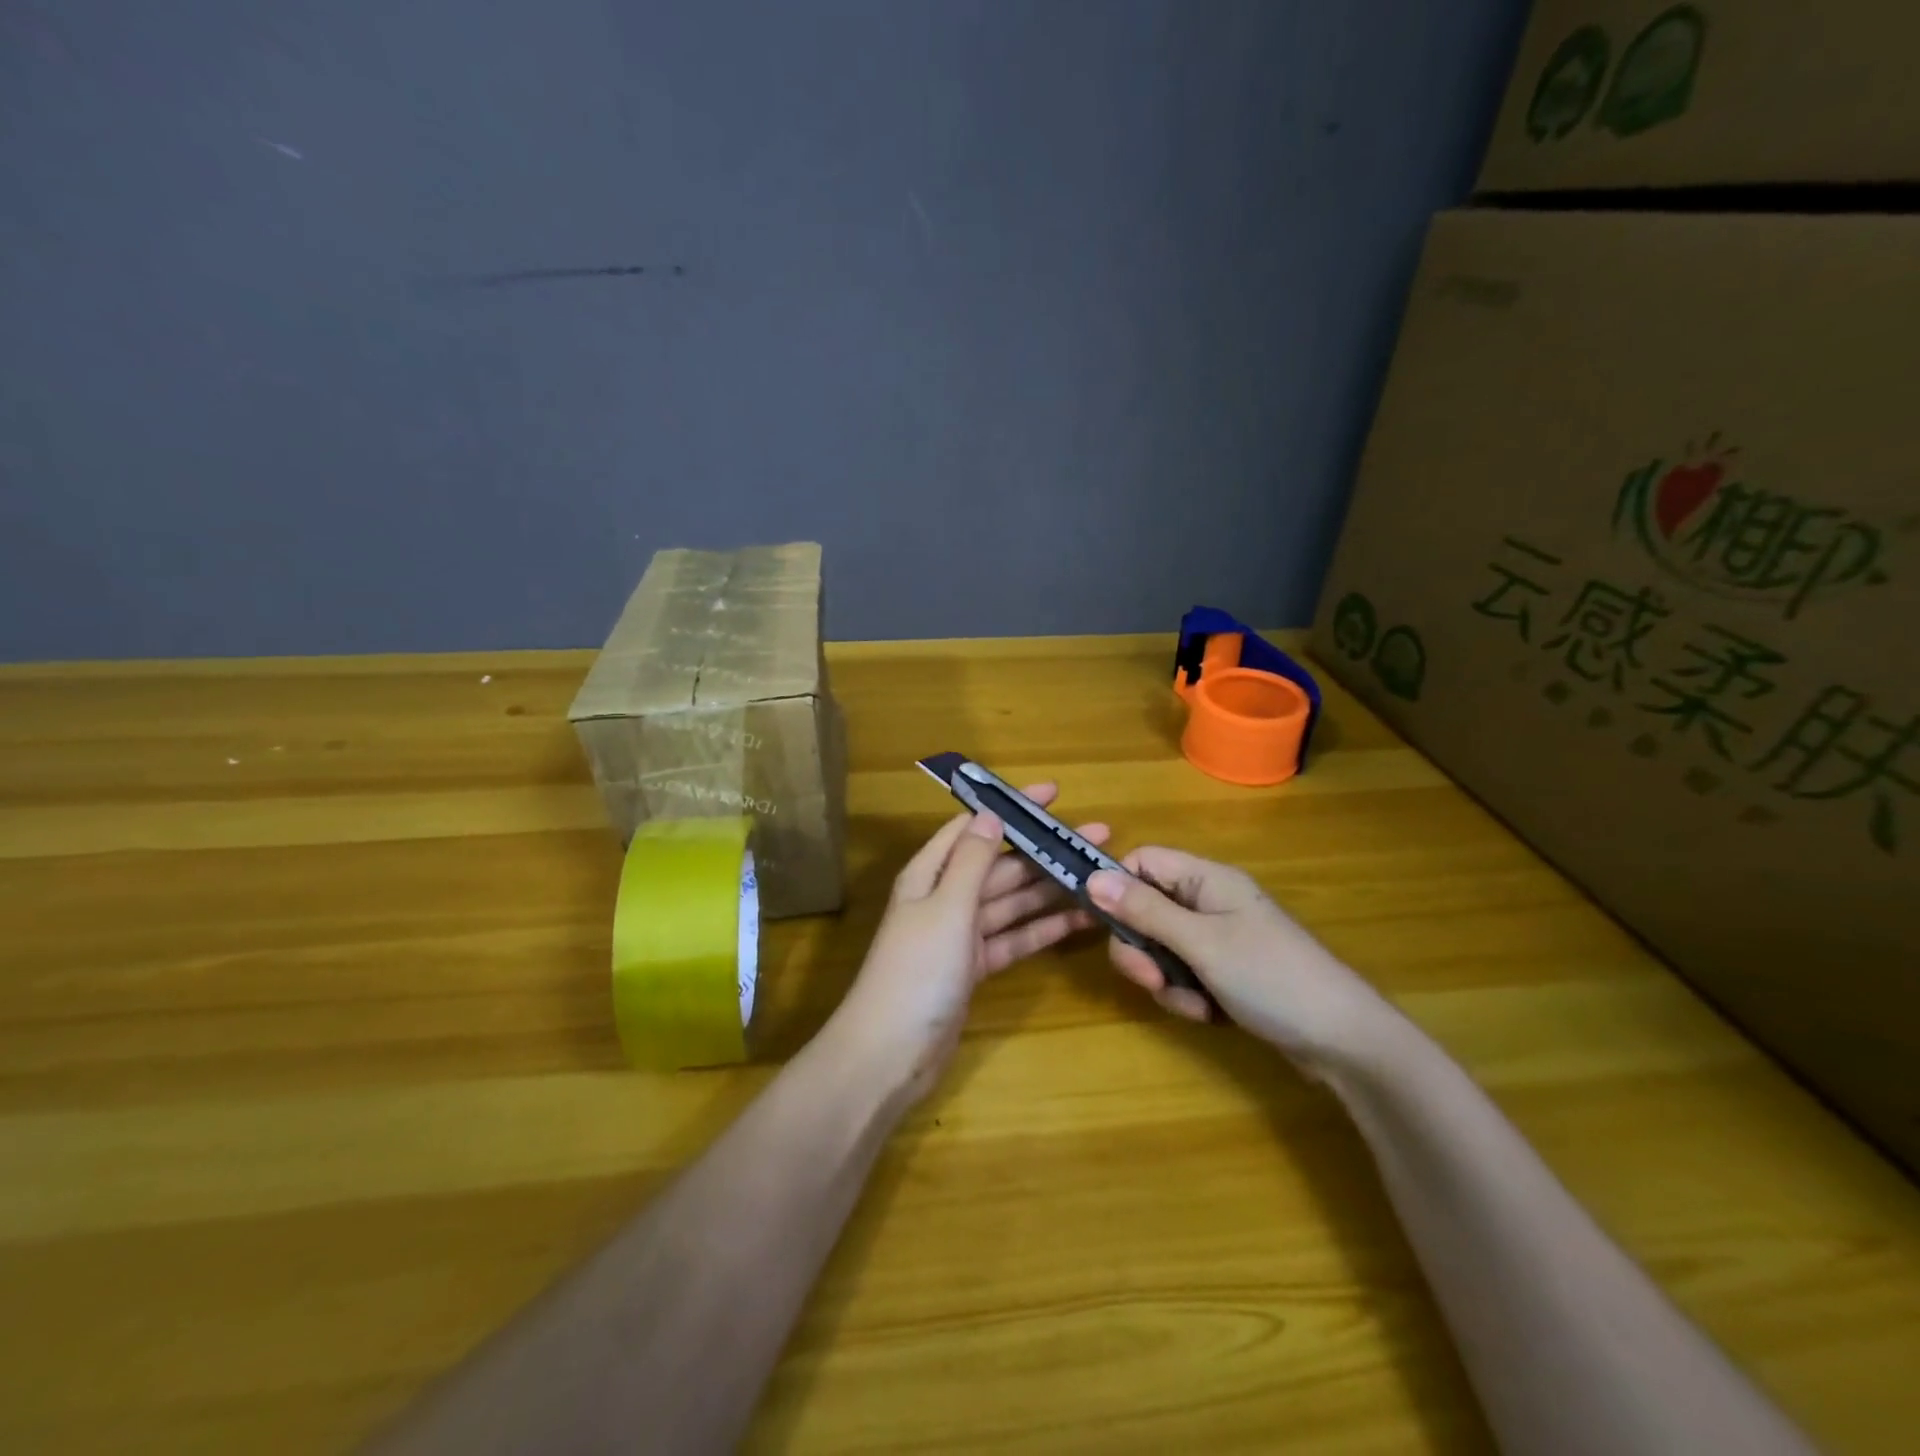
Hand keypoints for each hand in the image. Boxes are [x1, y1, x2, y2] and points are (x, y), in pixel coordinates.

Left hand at [832, 784, 1105, 1103]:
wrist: (890, 1054)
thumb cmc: (916, 971)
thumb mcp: (946, 907)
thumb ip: (973, 861)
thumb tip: (991, 814)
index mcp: (931, 873)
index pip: (975, 826)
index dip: (1012, 808)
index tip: (1054, 794)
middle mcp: (946, 896)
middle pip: (1001, 864)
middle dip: (1045, 850)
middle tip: (1098, 837)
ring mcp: (961, 934)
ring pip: (1013, 901)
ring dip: (1051, 888)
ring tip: (1098, 875)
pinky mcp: (975, 967)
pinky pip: (1015, 938)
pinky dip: (1043, 929)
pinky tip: (1080, 920)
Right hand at [1087, 847, 1395, 1072]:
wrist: (1343, 1040)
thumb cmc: (1271, 977)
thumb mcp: (1201, 943)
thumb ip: (1144, 911)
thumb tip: (1092, 878)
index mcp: (1206, 879)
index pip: (1143, 862)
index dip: (1118, 888)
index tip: (1107, 925)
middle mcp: (1209, 901)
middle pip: (1145, 909)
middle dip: (1140, 948)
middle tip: (1150, 980)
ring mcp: (1219, 938)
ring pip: (1161, 947)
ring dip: (1165, 979)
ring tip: (1194, 1003)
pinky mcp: (1226, 971)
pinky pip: (1184, 973)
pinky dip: (1186, 995)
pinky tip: (1209, 1014)